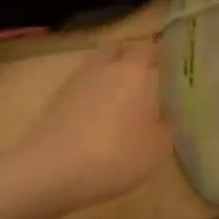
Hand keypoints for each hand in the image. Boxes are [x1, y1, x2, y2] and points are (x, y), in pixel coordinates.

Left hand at [20, 40, 173, 215]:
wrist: (51, 170)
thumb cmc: (113, 155)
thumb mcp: (155, 150)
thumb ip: (164, 129)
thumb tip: (163, 118)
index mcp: (131, 71)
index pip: (147, 48)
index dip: (158, 53)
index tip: (168, 64)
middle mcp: (103, 67)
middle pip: (116, 49)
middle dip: (129, 57)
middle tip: (142, 77)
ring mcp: (75, 81)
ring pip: (95, 67)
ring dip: (107, 76)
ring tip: (119, 101)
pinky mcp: (56, 99)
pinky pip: (80, 88)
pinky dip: (90, 96)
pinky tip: (96, 119)